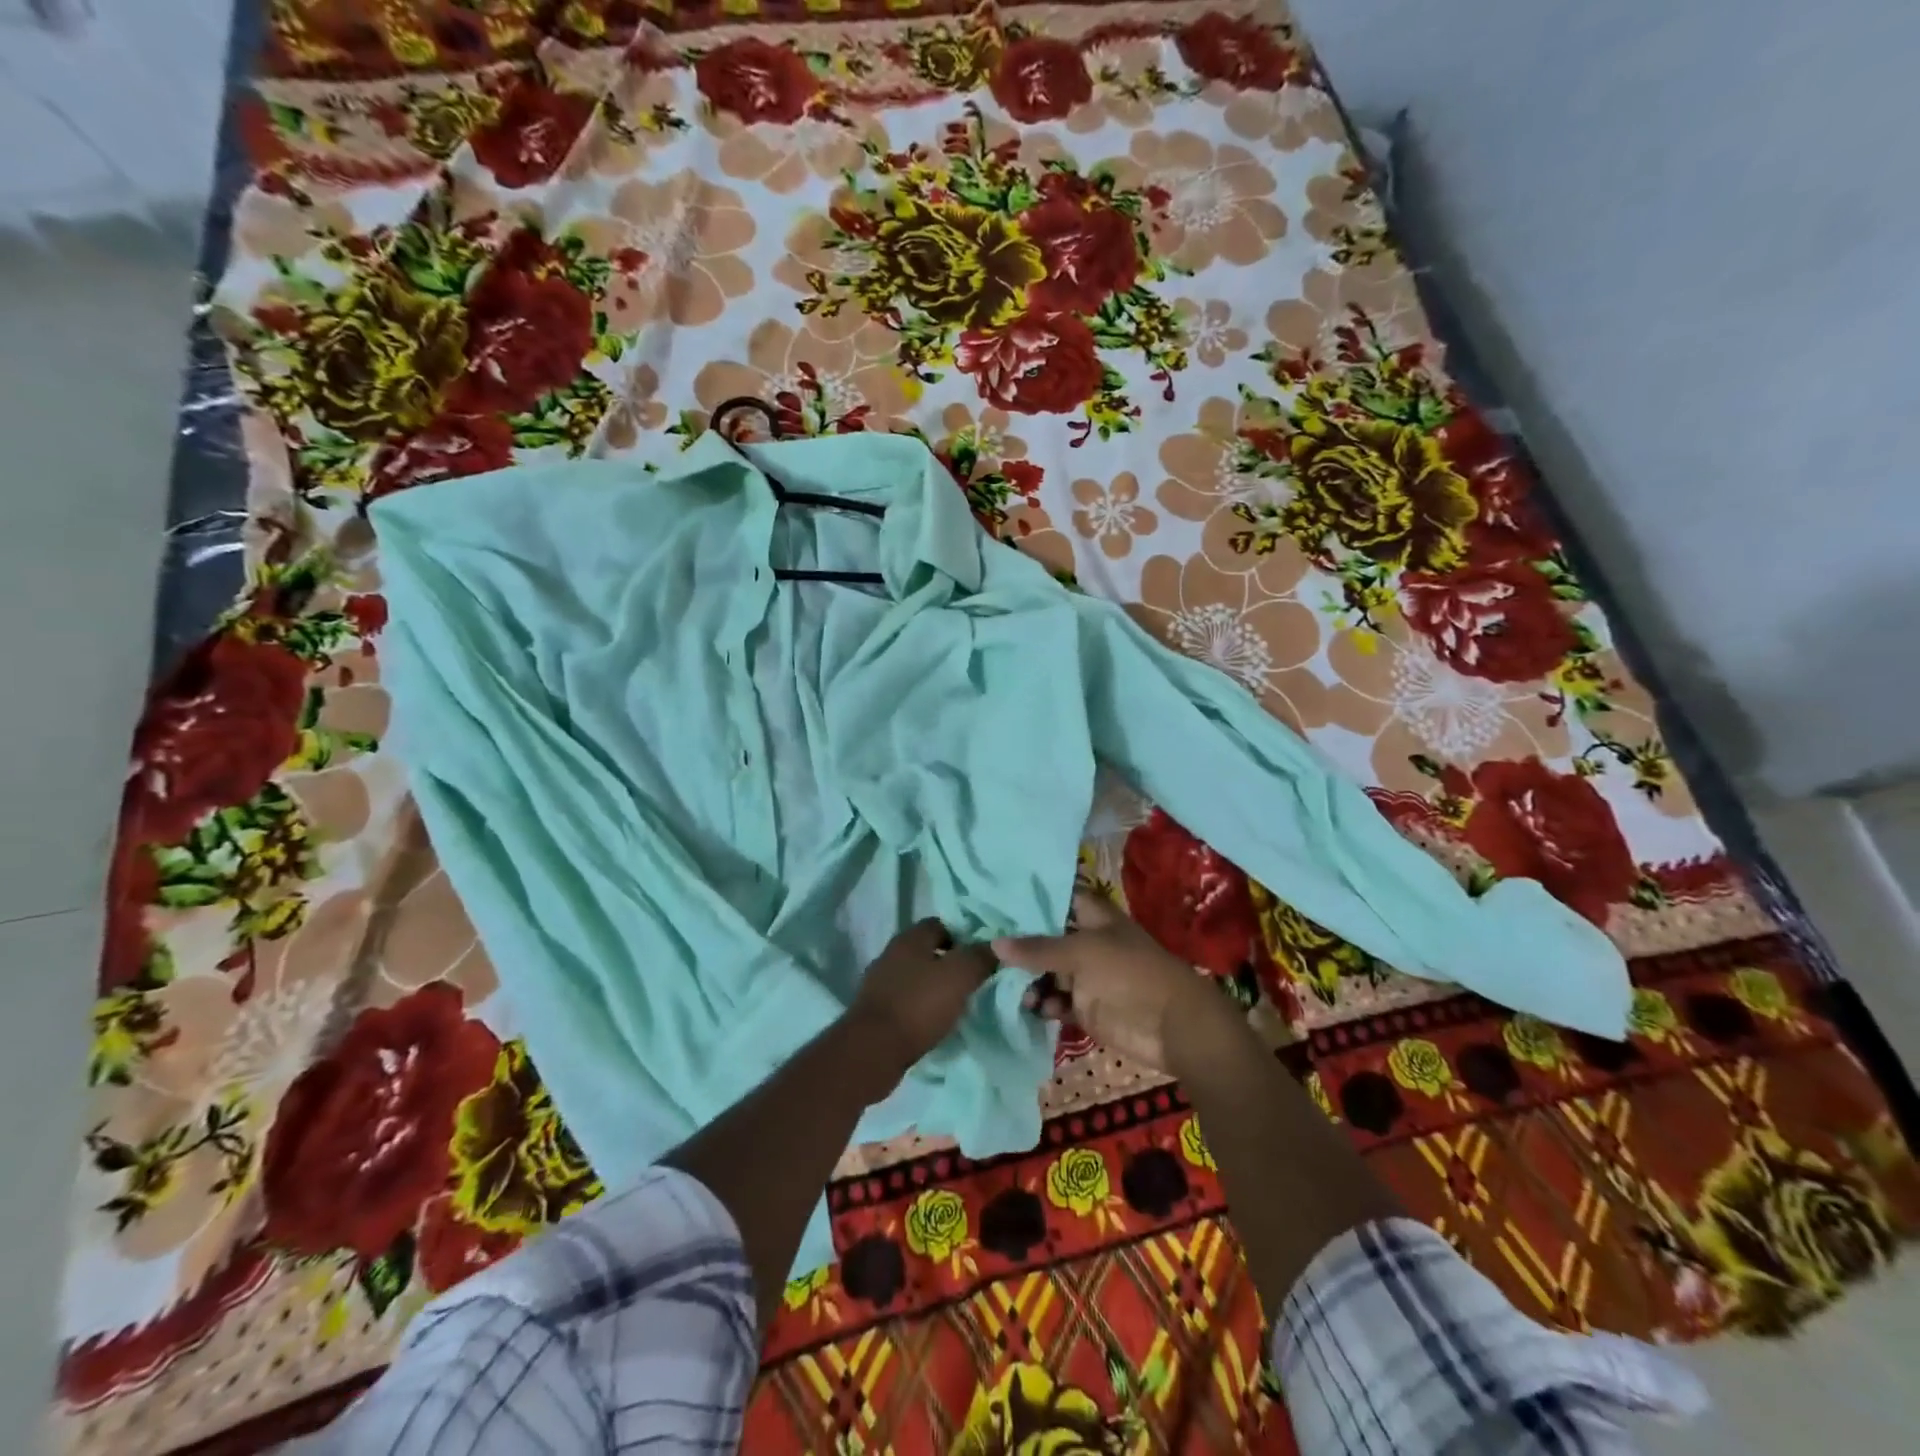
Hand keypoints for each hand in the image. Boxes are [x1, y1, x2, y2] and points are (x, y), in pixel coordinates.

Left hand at [849, 919, 997, 1085]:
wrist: (873, 1050)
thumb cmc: (919, 1005)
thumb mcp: (960, 976)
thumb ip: (980, 957)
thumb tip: (997, 946)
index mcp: (910, 938)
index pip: (940, 924)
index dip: (962, 937)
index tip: (980, 957)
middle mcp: (891, 954)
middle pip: (927, 951)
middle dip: (949, 963)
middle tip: (973, 982)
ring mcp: (879, 983)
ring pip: (915, 977)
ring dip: (934, 987)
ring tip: (957, 1005)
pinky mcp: (875, 1010)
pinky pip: (905, 1001)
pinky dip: (920, 1008)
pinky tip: (934, 1023)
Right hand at [994, 890, 1223, 1073]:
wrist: (1172, 1025)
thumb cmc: (1130, 973)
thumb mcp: (1081, 953)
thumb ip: (1038, 949)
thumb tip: (994, 944)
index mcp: (1093, 918)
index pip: (1059, 898)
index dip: (1032, 899)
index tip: (997, 901)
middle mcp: (1088, 943)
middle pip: (1047, 939)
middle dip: (1021, 946)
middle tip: (986, 952)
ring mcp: (1087, 977)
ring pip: (1049, 974)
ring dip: (1031, 982)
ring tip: (1018, 993)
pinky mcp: (1087, 1008)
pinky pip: (1057, 1002)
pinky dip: (1045, 1005)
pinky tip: (1036, 1010)